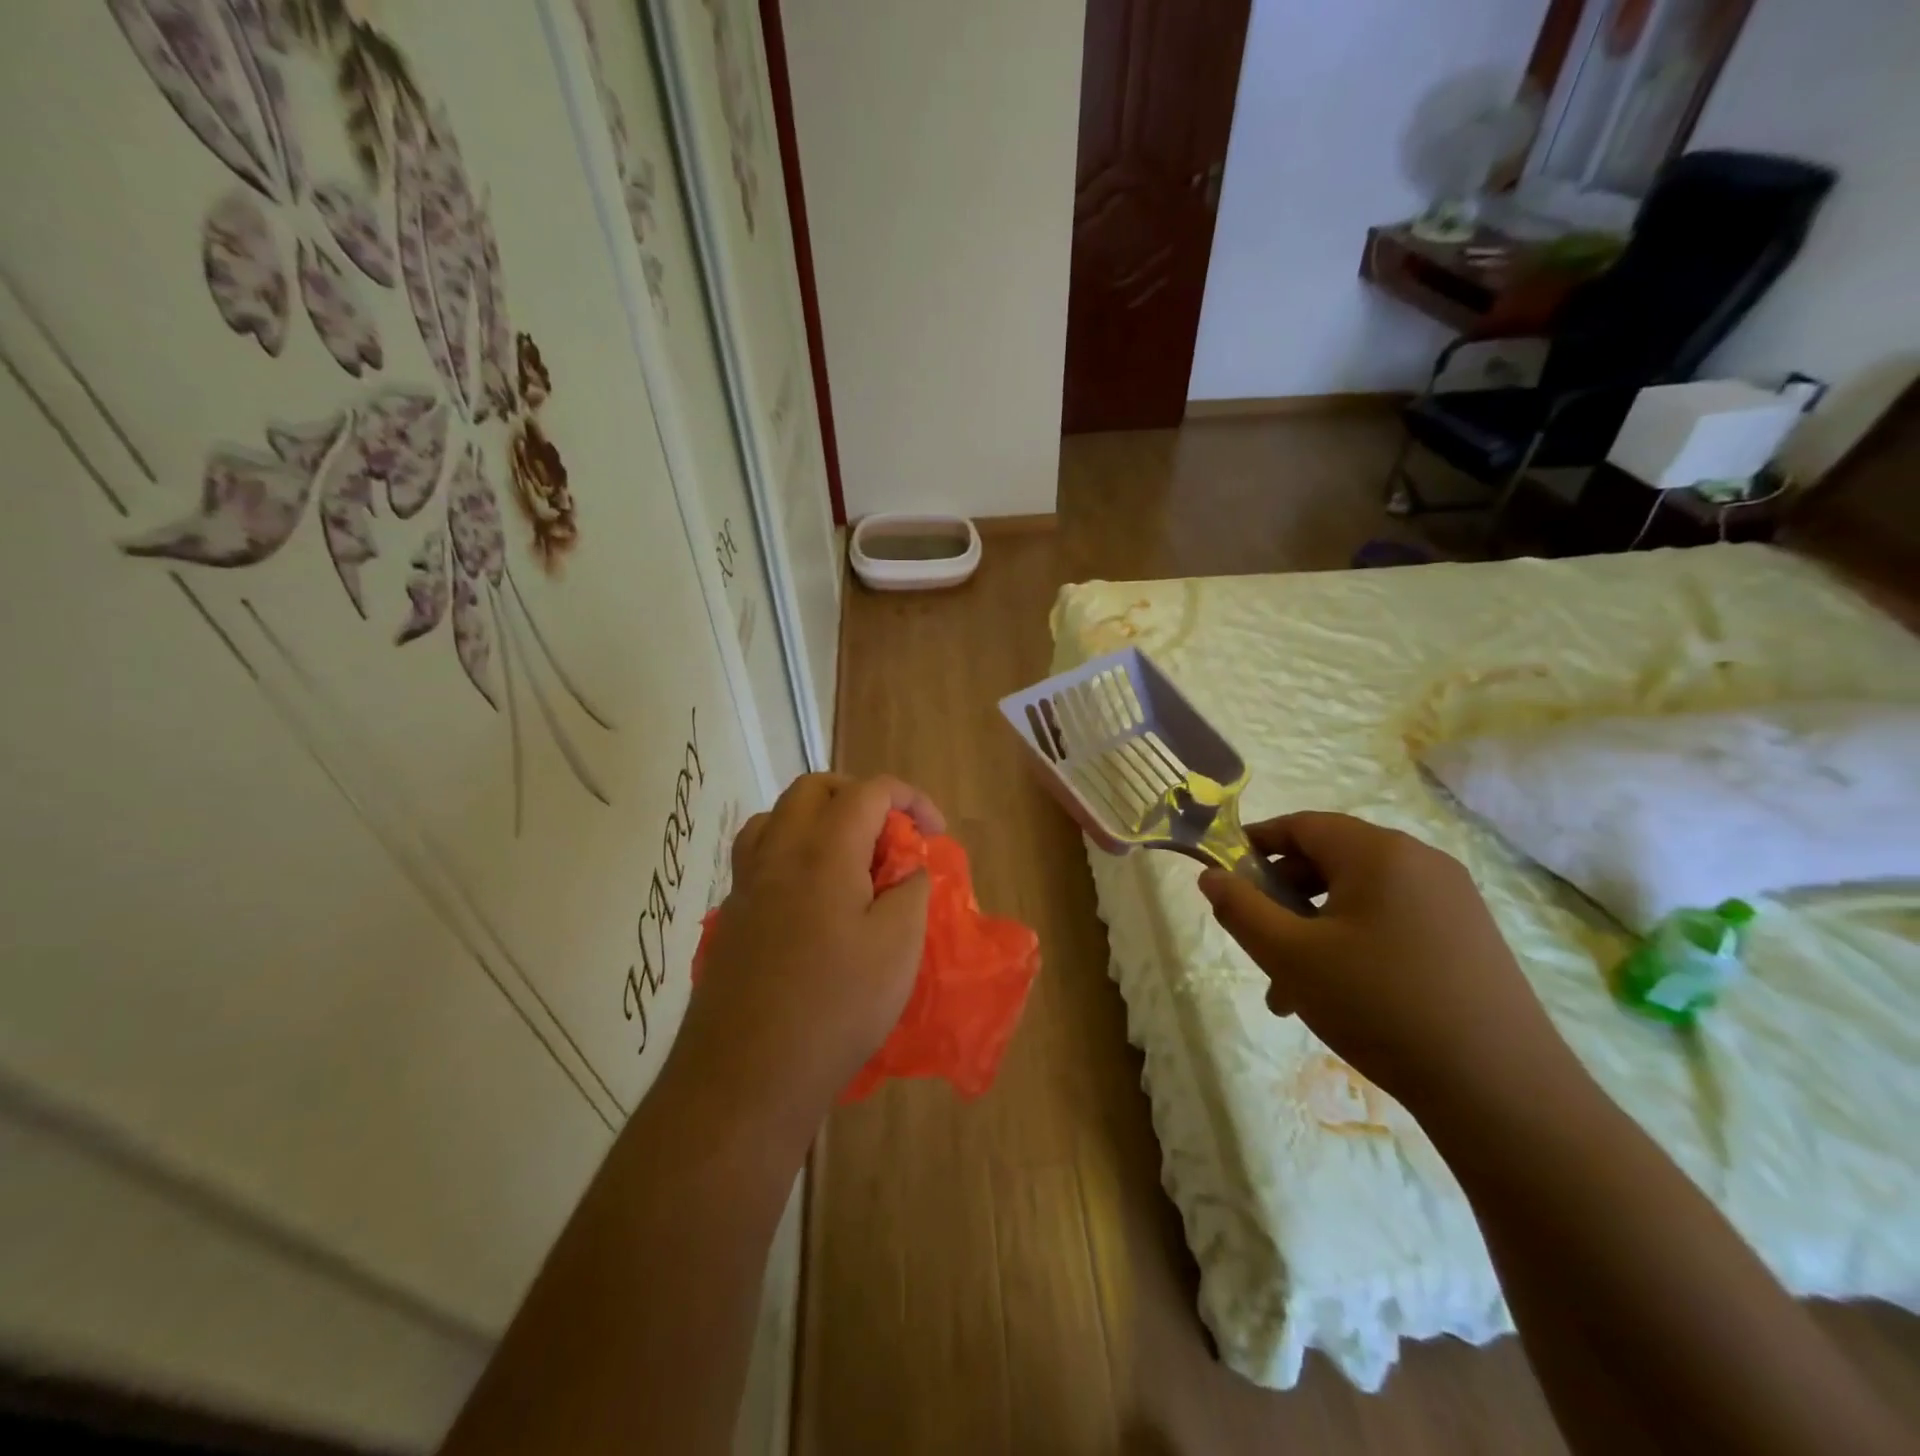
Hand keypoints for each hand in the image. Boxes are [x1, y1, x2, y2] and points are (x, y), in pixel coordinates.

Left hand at [667, 773, 944, 1139]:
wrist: (747, 1075)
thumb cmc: (835, 1007)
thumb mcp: (898, 947)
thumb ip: (910, 891)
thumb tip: (907, 868)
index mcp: (824, 851)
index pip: (869, 791)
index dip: (910, 799)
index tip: (935, 832)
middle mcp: (778, 853)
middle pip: (814, 789)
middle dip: (859, 796)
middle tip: (890, 835)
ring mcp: (747, 884)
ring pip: (777, 816)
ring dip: (818, 817)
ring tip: (848, 856)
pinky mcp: (732, 916)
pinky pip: (758, 855)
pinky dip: (790, 850)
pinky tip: (810, 894)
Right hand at [1198, 812, 1576, 1110]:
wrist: (1502, 1090)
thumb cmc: (1379, 1005)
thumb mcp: (1289, 956)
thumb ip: (1241, 909)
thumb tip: (1211, 876)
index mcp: (1378, 852)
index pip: (1301, 825)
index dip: (1255, 845)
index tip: (1226, 878)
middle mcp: (1420, 861)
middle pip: (1330, 861)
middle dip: (1284, 900)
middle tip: (1261, 947)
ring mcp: (1453, 899)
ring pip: (1360, 898)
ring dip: (1316, 930)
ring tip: (1294, 990)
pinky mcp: (1470, 936)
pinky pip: (1394, 921)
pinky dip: (1356, 943)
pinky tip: (1345, 996)